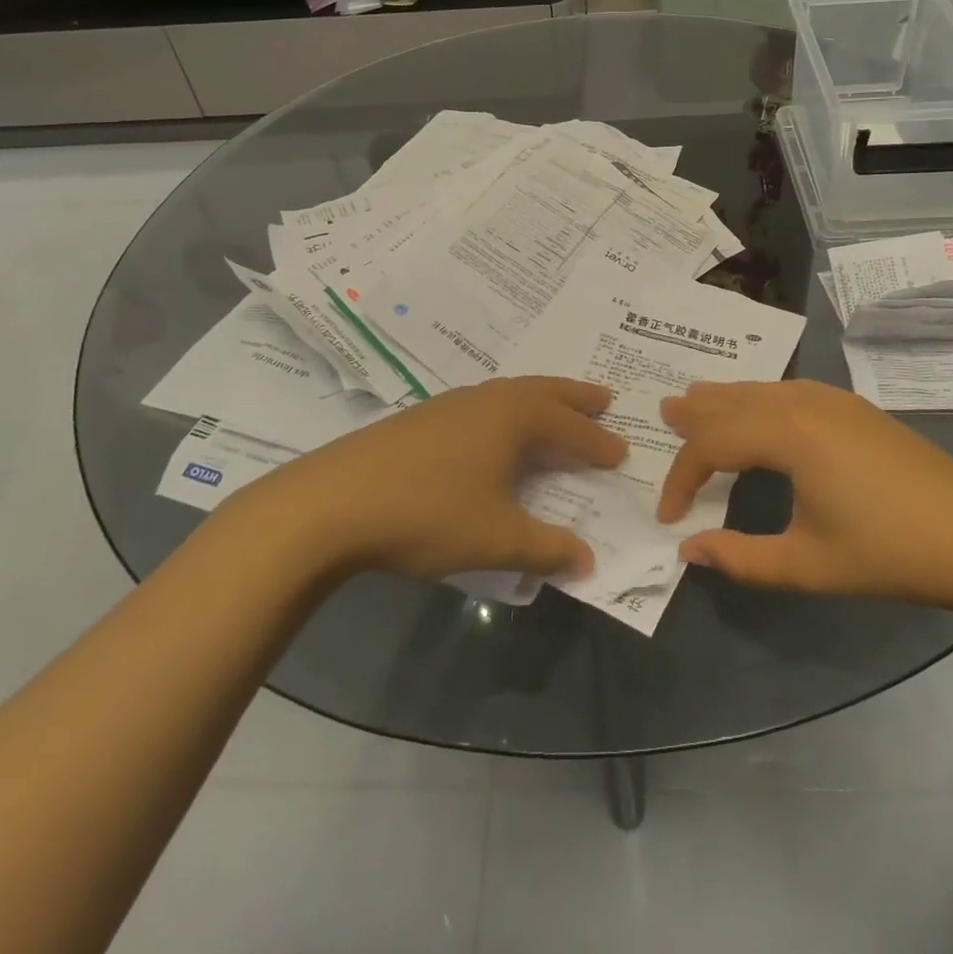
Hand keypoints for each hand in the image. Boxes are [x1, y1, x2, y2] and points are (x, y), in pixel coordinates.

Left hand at [260, 377, 626, 582]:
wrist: (332, 502)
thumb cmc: (426, 513)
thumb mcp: (495, 539)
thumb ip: (546, 548)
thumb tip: (589, 561)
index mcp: (511, 418)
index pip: (569, 426)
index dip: (597, 441)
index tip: (620, 452)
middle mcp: (485, 400)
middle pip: (542, 391)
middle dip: (575, 398)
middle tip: (603, 398)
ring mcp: (449, 405)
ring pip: (508, 394)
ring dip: (539, 401)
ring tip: (554, 410)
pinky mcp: (420, 419)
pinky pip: (481, 405)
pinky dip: (505, 412)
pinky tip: (493, 433)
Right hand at [657, 380, 952, 613]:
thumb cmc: (890, 552)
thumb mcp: (808, 565)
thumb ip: (740, 557)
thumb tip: (687, 549)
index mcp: (788, 434)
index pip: (712, 446)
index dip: (682, 478)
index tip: (668, 515)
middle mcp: (803, 402)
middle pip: (734, 401)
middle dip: (696, 413)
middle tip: (663, 411)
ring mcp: (832, 399)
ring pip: (761, 390)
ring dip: (725, 399)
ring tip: (695, 399)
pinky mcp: (852, 407)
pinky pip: (787, 391)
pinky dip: (757, 398)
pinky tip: (756, 409)